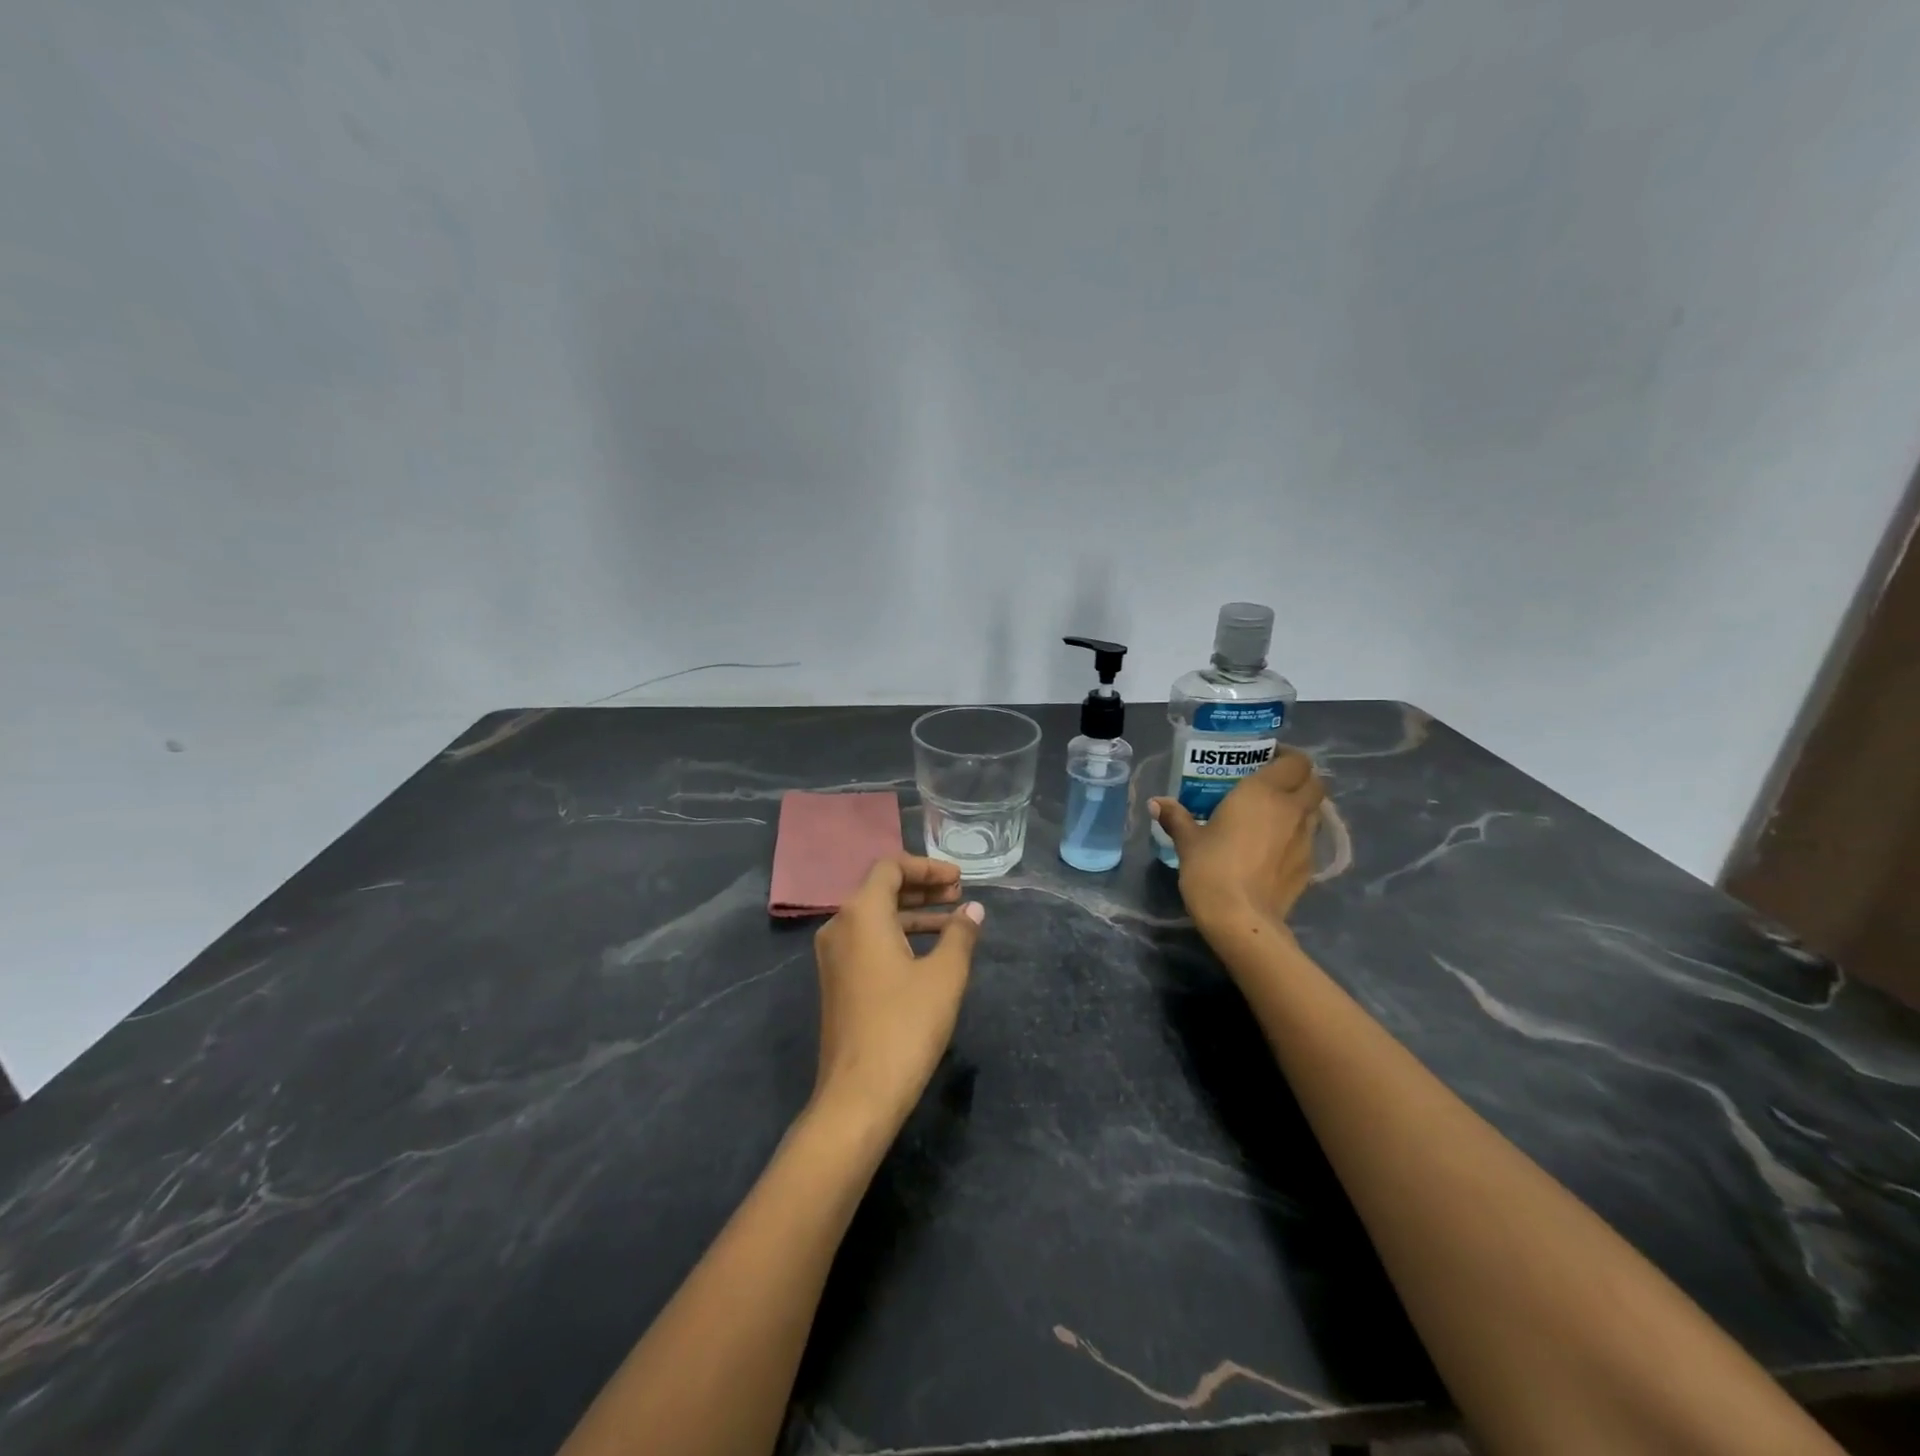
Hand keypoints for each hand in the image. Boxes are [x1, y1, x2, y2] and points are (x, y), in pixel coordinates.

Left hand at [810, 855, 984, 1122]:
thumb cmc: (905, 1025)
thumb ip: (960, 934)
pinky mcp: (837, 981)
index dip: (927, 867)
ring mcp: (833, 956)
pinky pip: (868, 941)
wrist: (858, 1094)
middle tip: (959, 894)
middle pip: (881, 889)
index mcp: (861, 914)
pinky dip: (899, 936)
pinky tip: (930, 951)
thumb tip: (972, 910)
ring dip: (914, 913)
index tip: (959, 879)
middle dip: (922, 888)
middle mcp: (840, 926)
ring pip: (876, 917)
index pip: (890, 867)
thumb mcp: (944, 976)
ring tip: (953, 921)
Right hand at [1151, 748, 1325, 933]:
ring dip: (1300, 806)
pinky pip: (1308, 839)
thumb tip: (1157, 803)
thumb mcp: (1188, 841)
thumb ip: (1176, 817)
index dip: (1287, 756)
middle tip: (1272, 784)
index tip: (1267, 759)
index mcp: (1264, 792)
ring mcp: (1305, 839)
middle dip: (1299, 779)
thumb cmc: (1211, 868)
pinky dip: (1296, 835)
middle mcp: (1291, 809)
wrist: (1241, 918)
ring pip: (1315, 810)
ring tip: (1273, 815)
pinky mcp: (1309, 865)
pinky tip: (1274, 848)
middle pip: (1315, 782)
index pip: (1296, 761)